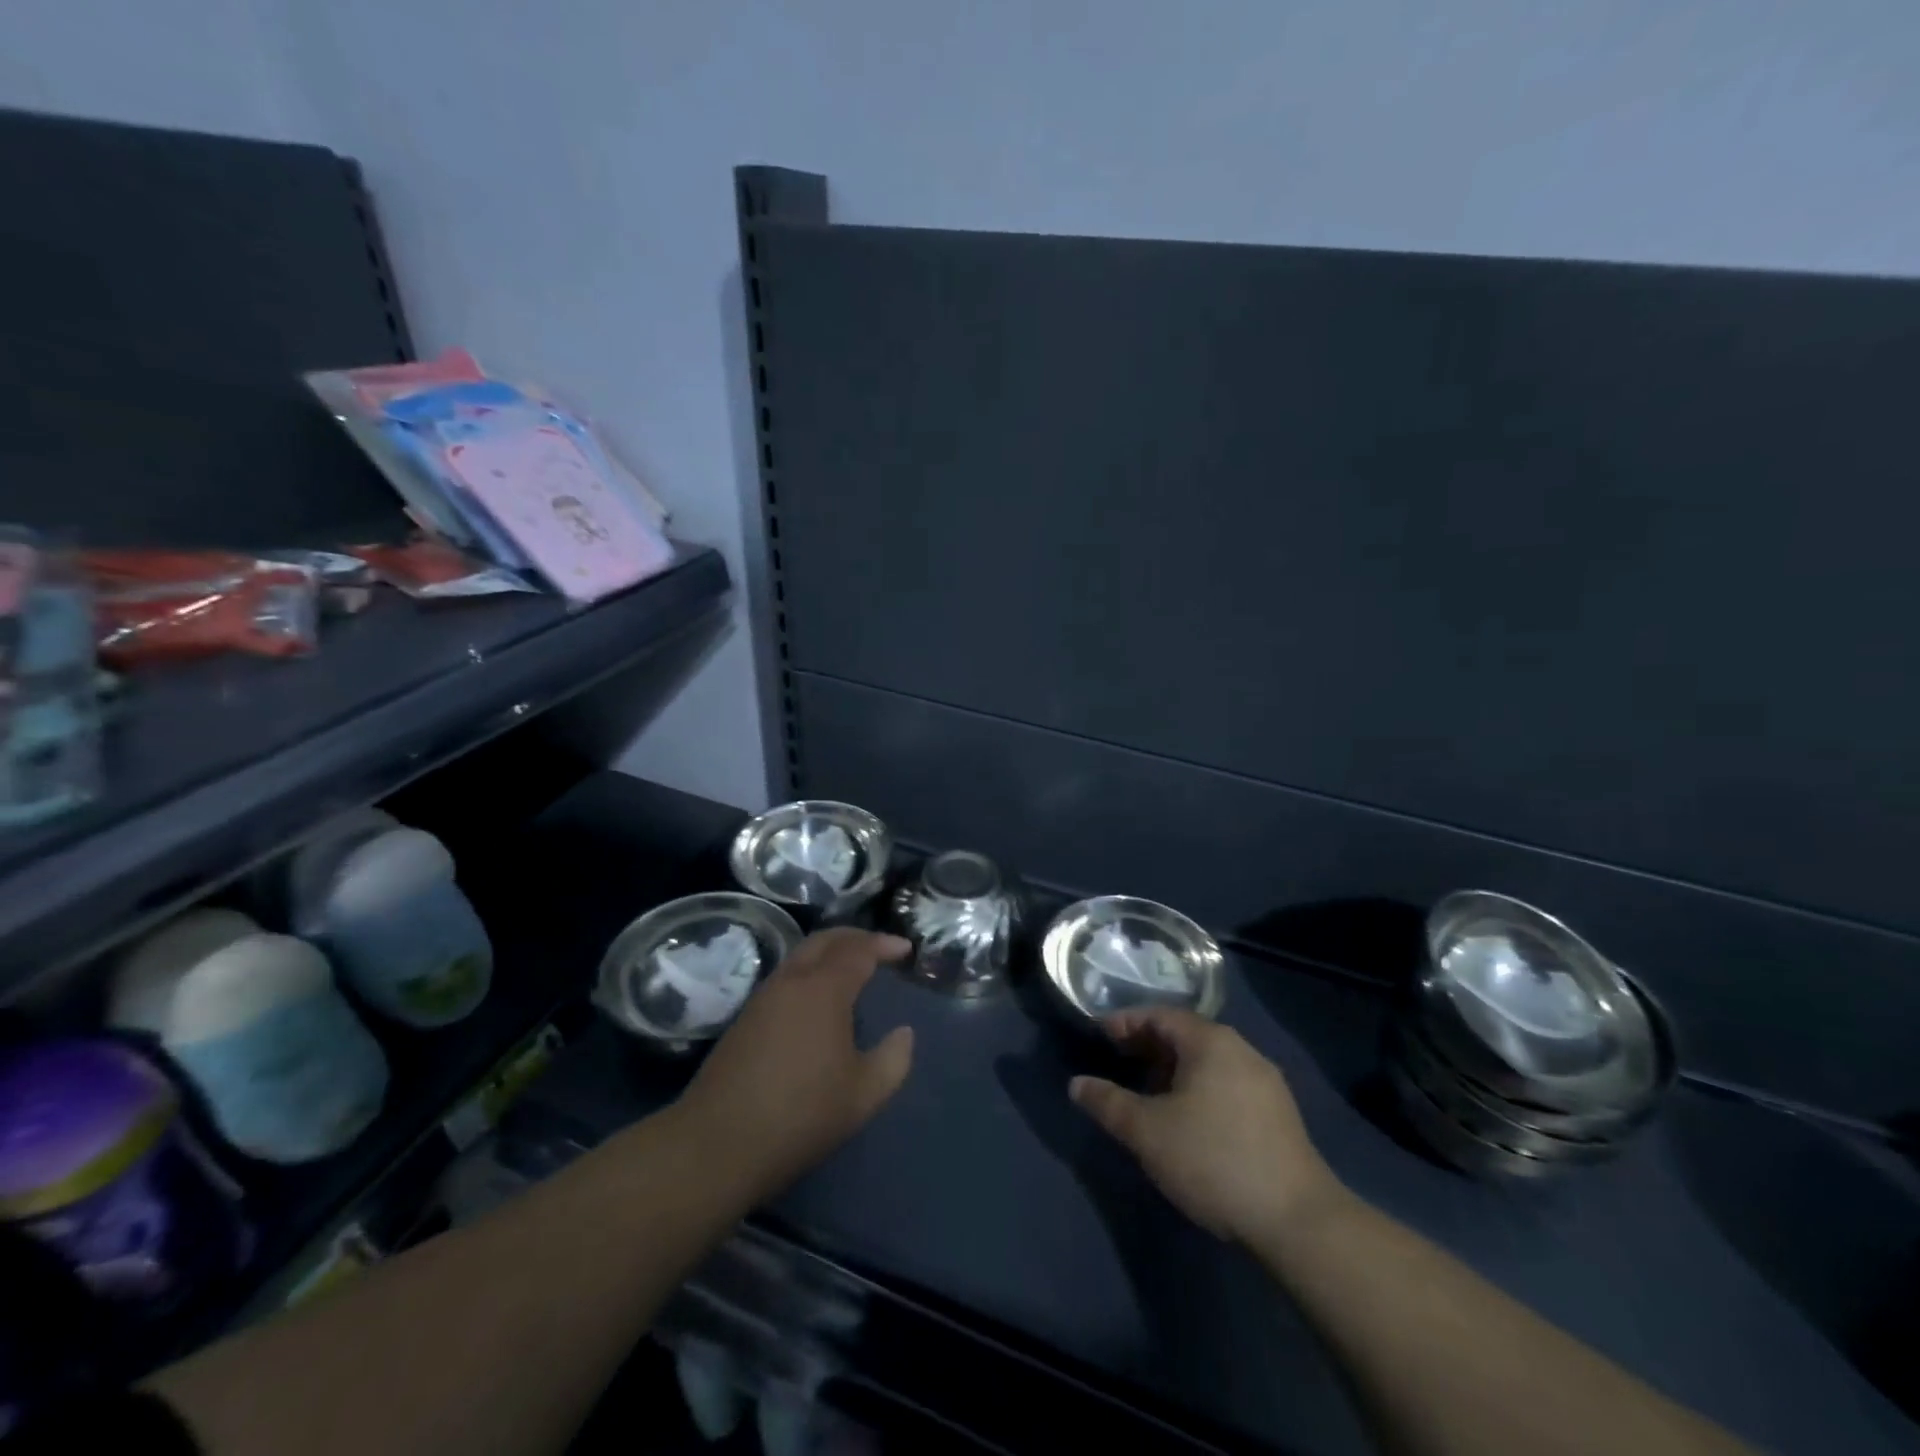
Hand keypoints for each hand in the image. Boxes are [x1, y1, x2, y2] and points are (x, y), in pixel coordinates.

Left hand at [679, 928, 915, 1200]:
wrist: (716, 1144)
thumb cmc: (799, 1115)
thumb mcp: (863, 1096)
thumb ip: (893, 1060)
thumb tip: (904, 1033)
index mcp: (823, 990)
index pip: (858, 950)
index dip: (884, 944)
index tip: (905, 949)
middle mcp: (791, 981)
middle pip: (825, 940)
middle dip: (855, 936)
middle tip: (880, 947)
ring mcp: (763, 997)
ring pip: (801, 955)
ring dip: (830, 952)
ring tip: (852, 970)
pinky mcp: (745, 1018)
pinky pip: (786, 976)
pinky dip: (811, 971)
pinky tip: (819, 1001)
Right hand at [1070, 1008, 1341, 1243]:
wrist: (1298, 1221)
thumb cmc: (1213, 1160)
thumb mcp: (1148, 1132)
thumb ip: (1109, 1103)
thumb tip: (1077, 1085)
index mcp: (1211, 1041)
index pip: (1160, 1015)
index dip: (1126, 1022)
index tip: (1099, 1037)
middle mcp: (1242, 1050)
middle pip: (1186, 1034)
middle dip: (1149, 1045)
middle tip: (1118, 1062)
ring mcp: (1265, 1082)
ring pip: (1208, 1061)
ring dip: (1173, 1069)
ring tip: (1148, 1093)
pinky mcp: (1279, 1114)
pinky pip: (1227, 1083)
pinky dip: (1198, 1088)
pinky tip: (1187, 1119)